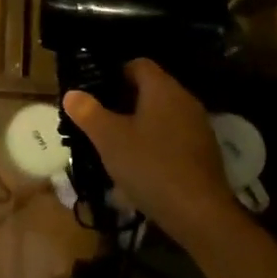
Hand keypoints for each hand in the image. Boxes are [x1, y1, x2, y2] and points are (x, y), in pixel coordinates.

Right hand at [63, 59, 244, 250]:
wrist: (200, 213)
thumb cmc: (150, 166)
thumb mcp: (110, 139)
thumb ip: (88, 113)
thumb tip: (72, 93)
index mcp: (162, 88)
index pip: (137, 64)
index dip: (114, 74)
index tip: (95, 94)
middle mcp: (184, 99)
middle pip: (150, 89)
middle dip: (123, 102)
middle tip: (99, 121)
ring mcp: (198, 126)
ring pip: (161, 114)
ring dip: (139, 124)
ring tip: (116, 145)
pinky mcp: (203, 152)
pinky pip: (173, 136)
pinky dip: (155, 143)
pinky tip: (141, 166)